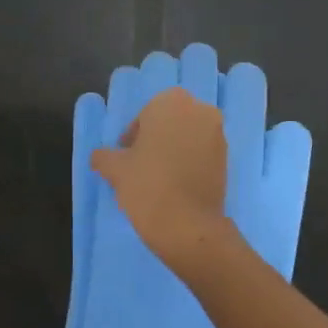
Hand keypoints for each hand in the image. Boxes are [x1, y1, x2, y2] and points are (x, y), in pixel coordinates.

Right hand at [90, 88, 232, 269]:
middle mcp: (200, 111)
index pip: (146, 113)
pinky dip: (189, 164)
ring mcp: (218, 136)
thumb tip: (100, 157)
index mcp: (172, 102)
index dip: (134, 135)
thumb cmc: (147, 185)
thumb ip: (104, 156)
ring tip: (158, 179)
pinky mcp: (227, 160)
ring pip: (188, 137)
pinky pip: (202, 154)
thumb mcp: (114, 169)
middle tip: (141, 166)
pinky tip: (175, 186)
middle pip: (170, 122)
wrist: (188, 225)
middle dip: (156, 139)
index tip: (126, 157)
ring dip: (174, 151)